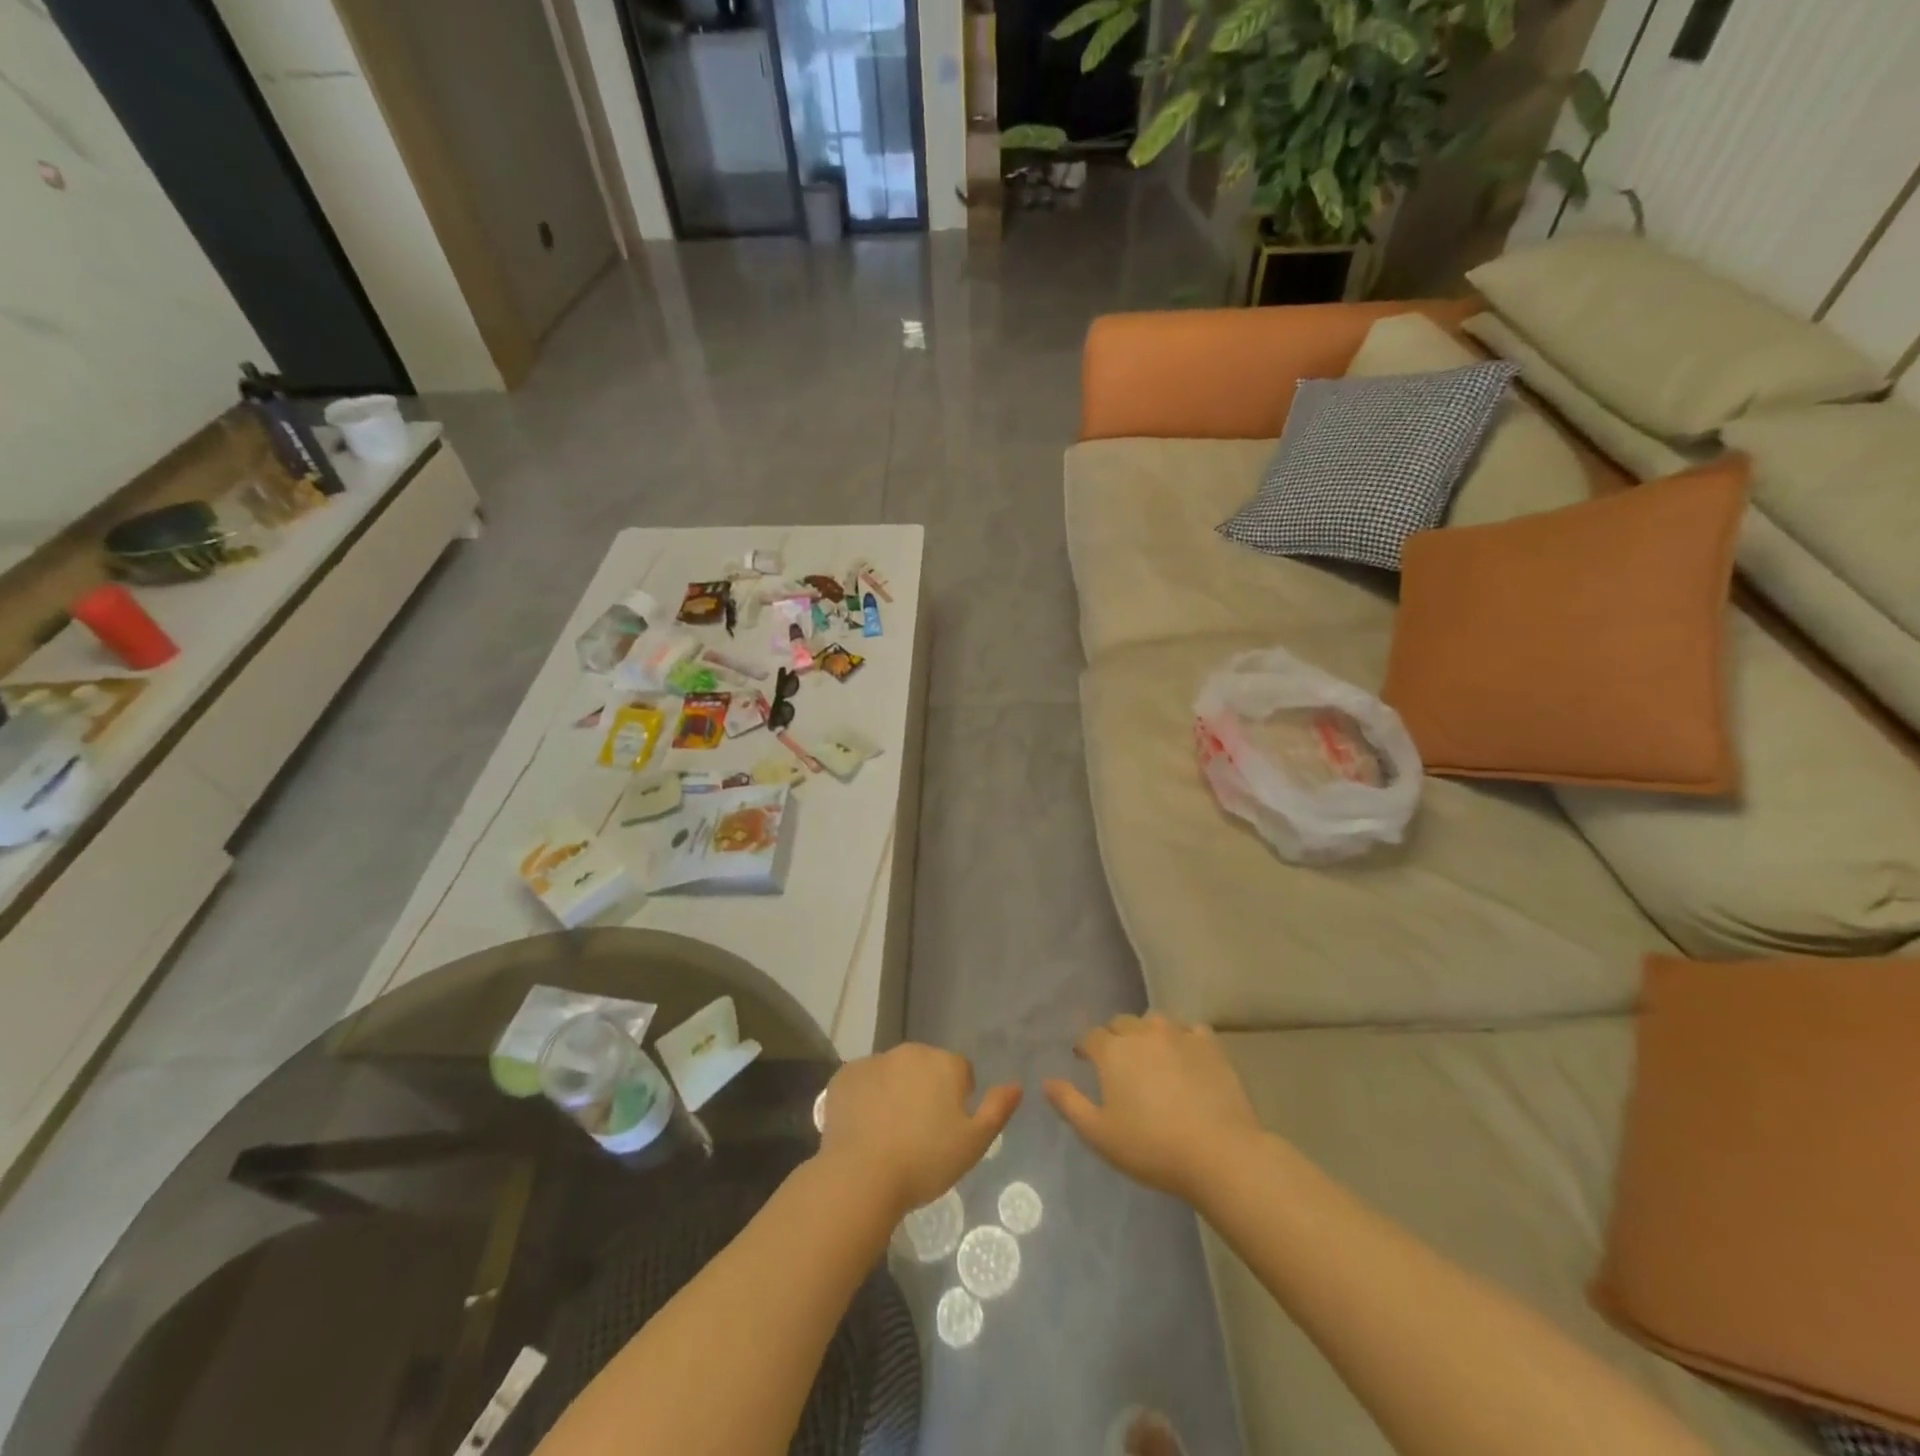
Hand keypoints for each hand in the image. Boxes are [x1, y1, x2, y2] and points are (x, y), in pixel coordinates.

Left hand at [818, 1044, 1021, 1218]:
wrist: (862, 1176)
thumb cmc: (925, 1161)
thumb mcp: (973, 1143)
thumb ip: (997, 1109)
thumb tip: (1016, 1085)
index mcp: (944, 1063)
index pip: (960, 1072)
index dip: (958, 1098)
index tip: (948, 1129)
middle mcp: (910, 1052)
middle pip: (925, 1067)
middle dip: (926, 1089)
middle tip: (920, 1131)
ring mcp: (875, 1060)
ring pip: (893, 1072)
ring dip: (896, 1090)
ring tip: (889, 1131)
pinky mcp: (845, 1075)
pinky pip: (863, 1081)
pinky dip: (866, 1096)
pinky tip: (864, 1127)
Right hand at [1045, 1012, 1261, 1202]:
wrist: (1218, 1153)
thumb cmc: (1152, 1147)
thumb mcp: (1100, 1135)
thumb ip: (1069, 1104)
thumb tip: (1047, 1081)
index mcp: (1113, 1051)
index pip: (1091, 1036)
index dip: (1086, 1047)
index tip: (1085, 1060)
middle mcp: (1142, 1033)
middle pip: (1122, 1022)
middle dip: (1114, 1037)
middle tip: (1118, 1062)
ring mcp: (1179, 1035)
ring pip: (1155, 1021)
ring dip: (1147, 1033)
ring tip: (1151, 1055)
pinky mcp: (1210, 1045)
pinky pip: (1191, 1029)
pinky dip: (1183, 1037)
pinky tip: (1186, 1056)